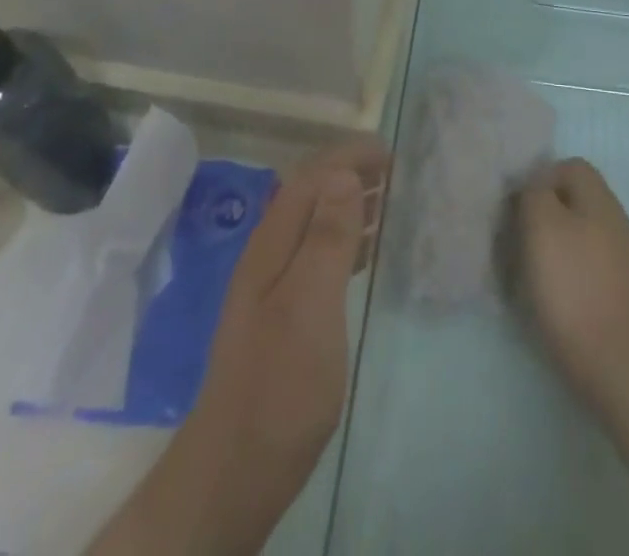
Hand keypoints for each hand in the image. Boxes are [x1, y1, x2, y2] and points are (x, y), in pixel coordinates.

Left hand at [161, 136, 387, 551]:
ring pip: (313, 223)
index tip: (389, 154)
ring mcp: (272, 287)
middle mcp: (268, 256)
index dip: (348, 156)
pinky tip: (364, 255)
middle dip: (349, 173)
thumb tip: (343, 173)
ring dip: (348, 204)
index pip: (310, 176)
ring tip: (387, 203)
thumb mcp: (310, 305)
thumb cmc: (280, 385)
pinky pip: (316, 256)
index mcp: (272, 244)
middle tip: (394, 174)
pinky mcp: (282, 316)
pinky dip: (344, 241)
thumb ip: (326, 238)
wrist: (234, 474)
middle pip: (309, 194)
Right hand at [513, 158, 628, 404]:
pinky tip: (548, 292)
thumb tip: (535, 187)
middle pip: (574, 199)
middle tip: (518, 235)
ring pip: (578, 232)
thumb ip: (535, 193)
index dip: (540, 178)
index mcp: (599, 198)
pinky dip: (564, 270)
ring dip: (552, 243)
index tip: (518, 206)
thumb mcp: (542, 224)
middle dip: (544, 212)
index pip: (570, 166)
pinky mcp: (616, 290)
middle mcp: (614, 219)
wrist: (614, 360)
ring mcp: (619, 257)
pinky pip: (584, 264)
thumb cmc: (572, 284)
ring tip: (528, 266)